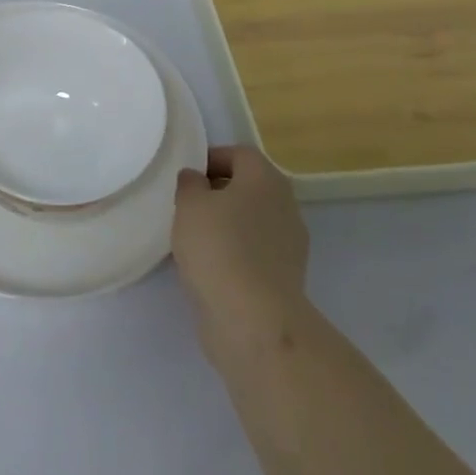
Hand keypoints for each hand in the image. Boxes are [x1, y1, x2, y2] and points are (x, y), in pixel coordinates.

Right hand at [173, 146, 308, 356]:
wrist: (253, 320)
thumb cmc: (219, 247)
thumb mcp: (189, 204)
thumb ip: (190, 183)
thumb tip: (197, 179)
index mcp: (265, 178)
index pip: (239, 154)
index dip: (211, 159)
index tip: (186, 178)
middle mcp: (285, 205)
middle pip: (248, 187)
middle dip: (218, 194)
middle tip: (188, 207)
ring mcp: (289, 244)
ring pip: (252, 221)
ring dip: (227, 226)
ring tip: (195, 240)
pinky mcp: (285, 278)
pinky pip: (255, 252)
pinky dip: (235, 254)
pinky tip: (211, 268)